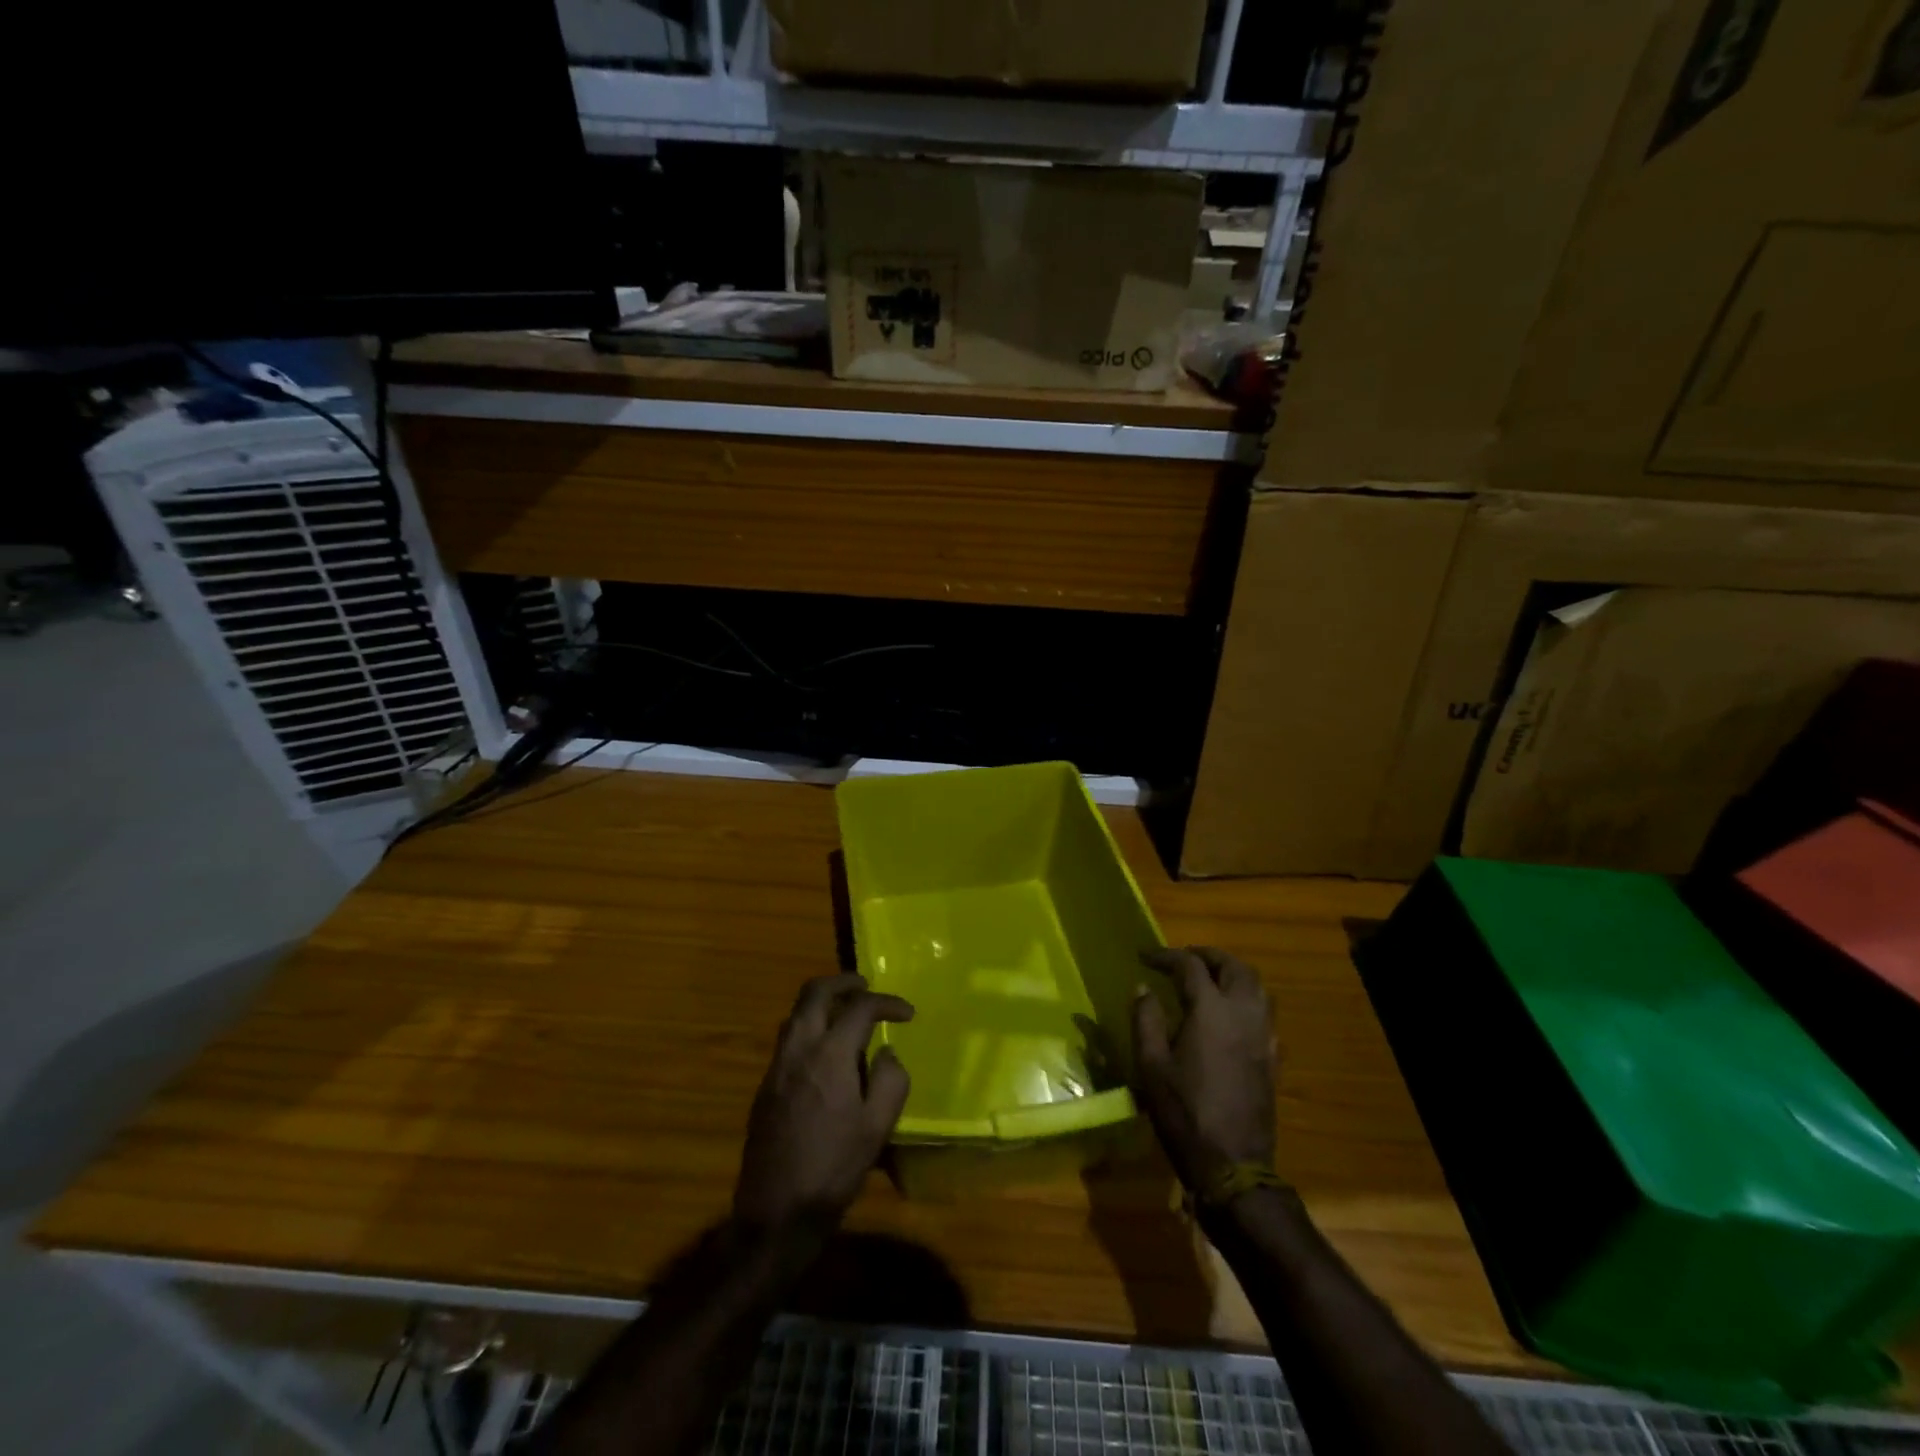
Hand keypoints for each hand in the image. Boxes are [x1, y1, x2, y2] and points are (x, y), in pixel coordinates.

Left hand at [733, 973, 913, 1229]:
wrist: (775, 1213)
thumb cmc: (833, 1169)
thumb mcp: (877, 1127)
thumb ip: (890, 1080)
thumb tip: (887, 1053)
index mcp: (829, 1054)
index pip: (859, 1007)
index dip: (886, 1002)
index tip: (907, 1013)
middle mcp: (798, 1049)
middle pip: (814, 993)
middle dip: (842, 982)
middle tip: (864, 984)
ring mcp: (776, 1067)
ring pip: (796, 1014)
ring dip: (822, 1002)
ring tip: (846, 1012)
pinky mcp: (765, 1087)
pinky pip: (788, 1039)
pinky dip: (809, 1027)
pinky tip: (825, 1051)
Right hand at [1131, 947, 1277, 1191]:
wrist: (1233, 1164)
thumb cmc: (1184, 1112)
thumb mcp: (1152, 1065)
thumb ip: (1146, 1019)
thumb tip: (1143, 988)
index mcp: (1211, 1011)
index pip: (1190, 966)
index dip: (1166, 955)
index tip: (1144, 956)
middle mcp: (1243, 1013)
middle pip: (1233, 967)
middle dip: (1207, 956)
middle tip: (1182, 959)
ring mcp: (1263, 1035)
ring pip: (1255, 986)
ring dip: (1231, 973)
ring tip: (1206, 979)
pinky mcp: (1272, 1056)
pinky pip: (1264, 1012)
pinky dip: (1244, 999)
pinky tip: (1227, 1015)